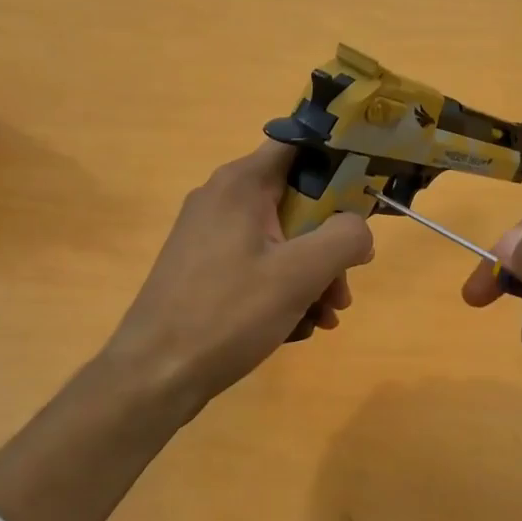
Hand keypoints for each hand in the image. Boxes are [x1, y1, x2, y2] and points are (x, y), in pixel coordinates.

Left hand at [105, 141, 374, 416]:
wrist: (155, 375)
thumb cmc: (228, 314)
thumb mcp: (299, 274)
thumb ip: (344, 239)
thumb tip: (360, 229)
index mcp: (241, 184)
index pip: (299, 145)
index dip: (339, 163)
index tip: (367, 196)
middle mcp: (223, 199)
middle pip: (296, 202)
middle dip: (329, 246)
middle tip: (344, 290)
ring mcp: (210, 236)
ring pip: (281, 240)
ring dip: (311, 276)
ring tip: (325, 319)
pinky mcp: (205, 269)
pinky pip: (258, 265)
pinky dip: (283, 290)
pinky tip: (296, 328)